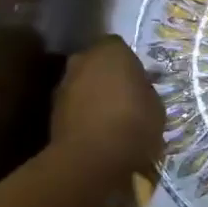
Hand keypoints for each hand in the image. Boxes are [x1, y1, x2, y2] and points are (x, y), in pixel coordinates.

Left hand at [50, 35, 164, 176]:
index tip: (138, 83)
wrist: (92, 159)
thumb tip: (138, 92)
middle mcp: (82, 60)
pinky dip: (81, 114)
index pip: (119, 47)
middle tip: (123, 98)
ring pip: (82, 85)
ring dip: (92, 96)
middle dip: (106, 77)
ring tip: (108, 120)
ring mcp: (63, 84)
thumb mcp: (155, 106)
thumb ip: (144, 91)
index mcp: (111, 50)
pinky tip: (95, 132)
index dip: (128, 64)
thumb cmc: (133, 124)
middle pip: (96, 63)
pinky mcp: (51, 111)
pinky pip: (73, 106)